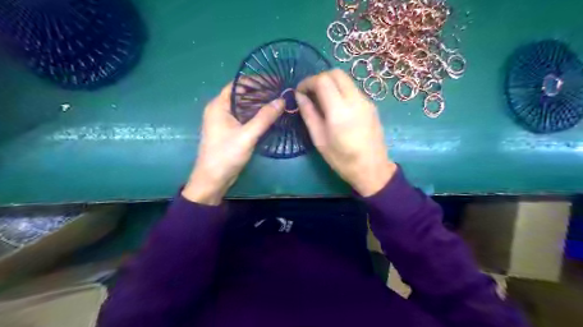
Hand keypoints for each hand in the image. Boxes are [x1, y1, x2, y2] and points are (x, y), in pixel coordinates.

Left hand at [181, 81, 283, 203]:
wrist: (213, 179)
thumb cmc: (226, 155)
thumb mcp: (247, 136)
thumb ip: (264, 118)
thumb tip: (281, 101)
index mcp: (219, 105)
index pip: (238, 84)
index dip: (256, 81)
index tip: (274, 81)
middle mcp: (220, 110)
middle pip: (241, 95)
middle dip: (260, 92)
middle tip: (280, 92)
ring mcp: (224, 121)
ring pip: (244, 107)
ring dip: (259, 104)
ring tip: (278, 102)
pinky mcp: (229, 131)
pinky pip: (244, 117)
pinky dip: (256, 115)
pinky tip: (269, 117)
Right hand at [296, 68, 395, 195]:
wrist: (372, 169)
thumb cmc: (342, 159)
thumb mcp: (319, 140)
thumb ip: (309, 115)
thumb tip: (299, 96)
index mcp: (339, 111)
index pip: (323, 80)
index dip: (308, 82)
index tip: (300, 92)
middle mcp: (355, 100)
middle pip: (336, 73)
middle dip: (319, 78)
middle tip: (310, 93)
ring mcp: (366, 101)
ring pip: (346, 80)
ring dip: (331, 83)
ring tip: (321, 100)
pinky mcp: (371, 105)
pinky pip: (353, 89)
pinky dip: (341, 90)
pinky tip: (336, 106)